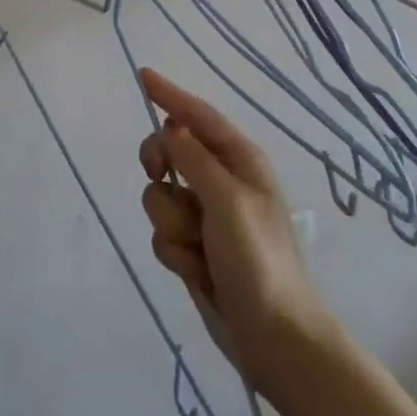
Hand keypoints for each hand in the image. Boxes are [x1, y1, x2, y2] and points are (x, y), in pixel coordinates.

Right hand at [137, 68, 332, 394]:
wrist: (274, 339)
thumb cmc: (258, 260)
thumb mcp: (228, 201)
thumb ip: (195, 160)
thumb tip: (171, 128)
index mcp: (240, 161)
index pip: (198, 116)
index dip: (170, 95)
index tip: (142, 76)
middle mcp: (222, 181)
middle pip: (171, 151)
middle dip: (160, 165)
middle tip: (158, 175)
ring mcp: (207, 216)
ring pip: (161, 195)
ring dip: (171, 221)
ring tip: (196, 248)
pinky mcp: (194, 247)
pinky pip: (163, 232)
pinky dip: (174, 250)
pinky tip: (195, 271)